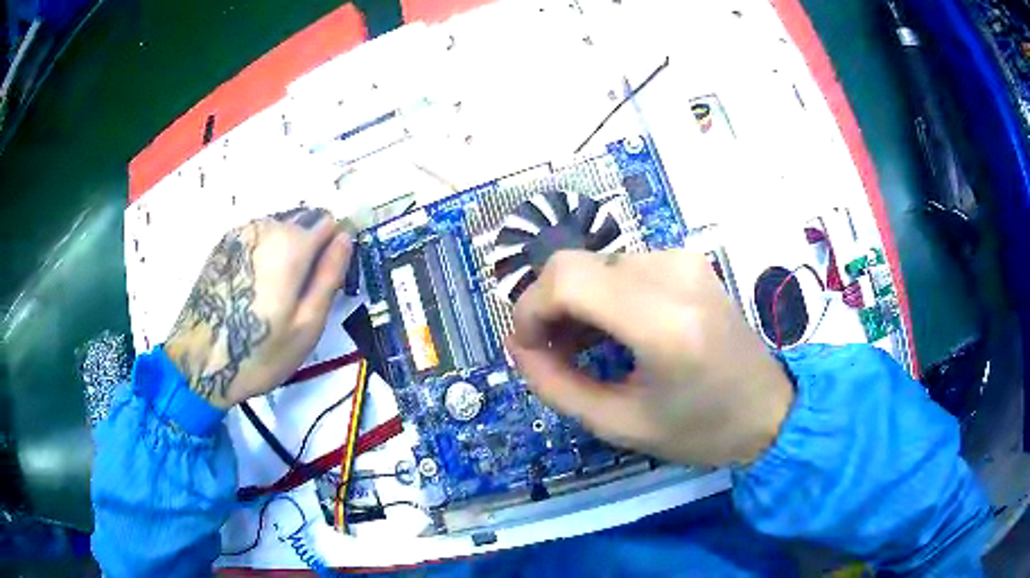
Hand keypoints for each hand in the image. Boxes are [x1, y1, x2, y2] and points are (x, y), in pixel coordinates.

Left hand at [165, 208, 351, 407]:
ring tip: (273, 295)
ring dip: (285, 252)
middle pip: (303, 223)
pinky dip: (263, 255)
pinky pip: (257, 238)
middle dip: (308, 250)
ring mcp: (239, 233)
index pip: (329, 223)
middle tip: (298, 296)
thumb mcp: (307, 325)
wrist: (199, 364)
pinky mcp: (222, 244)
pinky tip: (251, 289)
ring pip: (279, 228)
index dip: (333, 249)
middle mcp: (265, 226)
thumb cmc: (259, 352)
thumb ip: (329, 276)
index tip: (325, 281)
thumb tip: (345, 238)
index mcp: (290, 243)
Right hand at [506, 250, 793, 466]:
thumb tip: (518, 346)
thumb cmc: (700, 430)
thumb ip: (556, 385)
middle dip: (548, 308)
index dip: (530, 307)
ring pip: (595, 265)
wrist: (768, 410)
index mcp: (664, 322)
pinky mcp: (688, 261)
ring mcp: (684, 260)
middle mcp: (675, 274)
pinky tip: (609, 332)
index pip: (569, 278)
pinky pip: (621, 266)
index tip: (527, 348)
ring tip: (582, 349)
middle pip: (576, 265)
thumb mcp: (619, 424)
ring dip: (575, 304)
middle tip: (551, 354)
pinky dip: (601, 296)